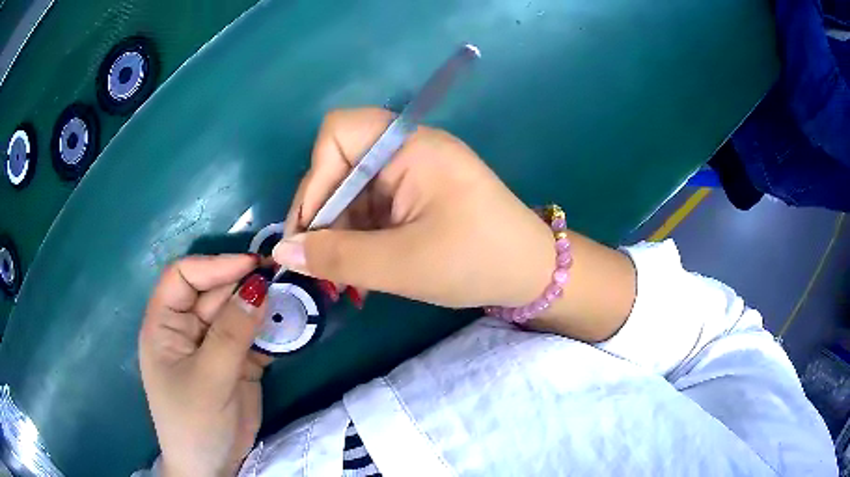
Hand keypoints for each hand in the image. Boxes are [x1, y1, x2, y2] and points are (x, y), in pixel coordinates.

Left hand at [139, 255, 268, 476]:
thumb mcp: (209, 378)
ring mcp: (214, 344)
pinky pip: (255, 335)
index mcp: (165, 324)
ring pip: (238, 311)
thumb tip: (258, 286)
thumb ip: (231, 333)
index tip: (252, 266)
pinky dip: (272, 330)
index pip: (183, 276)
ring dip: (263, 306)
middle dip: (245, 285)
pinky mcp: (237, 360)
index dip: (214, 266)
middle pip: (215, 291)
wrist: (214, 466)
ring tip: (291, 301)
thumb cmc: (195, 422)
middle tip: (282, 282)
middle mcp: (188, 327)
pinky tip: (289, 326)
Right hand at [273, 108, 555, 308]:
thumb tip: (282, 253)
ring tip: (342, 281)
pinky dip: (359, 240)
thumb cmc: (477, 261)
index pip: (338, 133)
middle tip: (318, 267)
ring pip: (352, 194)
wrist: (532, 274)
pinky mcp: (416, 196)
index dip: (315, 179)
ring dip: (340, 236)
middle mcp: (408, 150)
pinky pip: (372, 209)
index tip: (311, 231)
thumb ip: (337, 259)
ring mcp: (413, 173)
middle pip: (340, 167)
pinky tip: (362, 273)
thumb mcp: (402, 265)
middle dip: (324, 218)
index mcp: (410, 147)